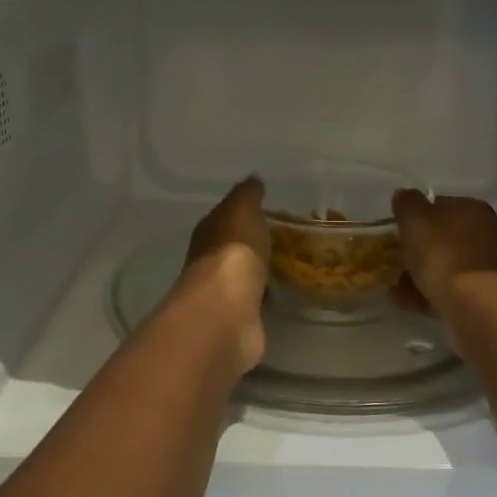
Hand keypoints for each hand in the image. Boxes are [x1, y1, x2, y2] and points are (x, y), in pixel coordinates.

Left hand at [177, 177, 270, 372]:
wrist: (227, 310)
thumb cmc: (233, 252)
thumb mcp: (242, 211)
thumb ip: (247, 195)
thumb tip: (253, 178)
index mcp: (207, 232)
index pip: (223, 217)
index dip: (242, 212)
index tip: (267, 209)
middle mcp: (209, 261)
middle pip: (232, 247)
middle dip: (252, 243)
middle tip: (284, 236)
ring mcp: (223, 292)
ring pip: (244, 274)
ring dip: (260, 270)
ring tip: (289, 264)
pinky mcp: (238, 318)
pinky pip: (255, 299)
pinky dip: (265, 295)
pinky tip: (282, 292)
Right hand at [389, 190, 496, 347]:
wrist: (473, 303)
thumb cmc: (442, 253)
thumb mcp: (414, 218)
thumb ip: (407, 203)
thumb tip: (406, 196)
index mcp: (475, 209)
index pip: (442, 206)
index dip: (418, 218)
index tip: (399, 233)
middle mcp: (490, 233)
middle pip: (446, 239)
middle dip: (421, 251)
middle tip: (396, 263)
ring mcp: (493, 267)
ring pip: (449, 267)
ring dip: (422, 276)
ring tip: (397, 290)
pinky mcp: (489, 296)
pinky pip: (454, 291)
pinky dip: (432, 295)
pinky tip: (410, 304)